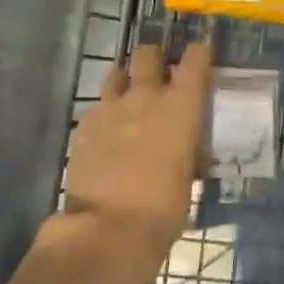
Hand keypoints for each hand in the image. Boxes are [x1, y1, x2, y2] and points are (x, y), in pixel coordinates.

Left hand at [57, 42, 211, 283]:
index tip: (200, 58)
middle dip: (154, 59)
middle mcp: (146, 95)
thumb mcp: (189, 174)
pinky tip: (107, 136)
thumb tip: (186, 146)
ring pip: (117, 73)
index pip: (196, 58)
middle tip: (159, 74)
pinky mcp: (84, 125)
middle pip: (148, 54)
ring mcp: (110, 107)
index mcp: (182, 105)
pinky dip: (106, 114)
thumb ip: (187, 148)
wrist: (109, 230)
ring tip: (129, 99)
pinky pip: (98, 107)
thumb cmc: (164, 208)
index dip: (199, 54)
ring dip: (126, 81)